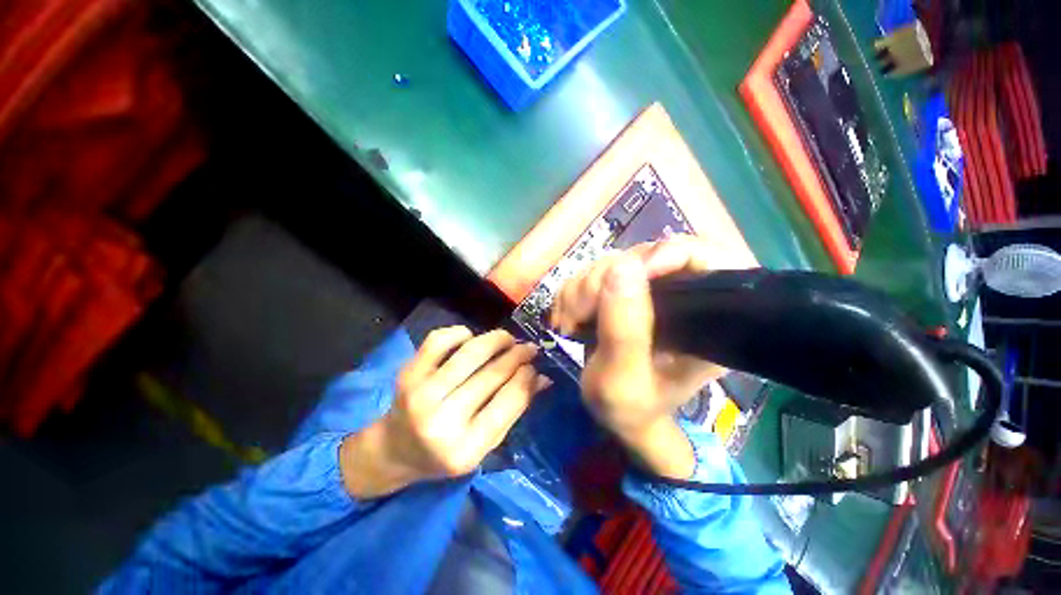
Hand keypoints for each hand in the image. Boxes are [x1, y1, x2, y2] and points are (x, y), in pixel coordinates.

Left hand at [340, 327, 549, 497]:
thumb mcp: (484, 444)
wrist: (394, 450)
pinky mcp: (408, 374)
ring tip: (508, 339)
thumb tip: (543, 379)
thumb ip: (514, 410)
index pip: (509, 401)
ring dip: (497, 339)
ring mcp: (422, 394)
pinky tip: (471, 339)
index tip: (535, 365)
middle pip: (493, 374)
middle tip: (529, 347)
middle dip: (518, 354)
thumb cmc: (445, 453)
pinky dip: (461, 333)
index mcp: (466, 449)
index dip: (527, 377)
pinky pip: (440, 340)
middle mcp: (442, 421)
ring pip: (471, 353)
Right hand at [549, 236, 725, 477]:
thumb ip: (625, 330)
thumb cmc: (630, 409)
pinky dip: (572, 293)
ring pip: (611, 262)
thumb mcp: (624, 381)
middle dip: (602, 280)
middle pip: (643, 256)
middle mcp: (678, 298)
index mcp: (703, 320)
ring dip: (581, 289)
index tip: (623, 274)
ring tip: (572, 322)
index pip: (702, 258)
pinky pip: (590, 274)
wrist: (614, 415)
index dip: (664, 254)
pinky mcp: (620, 293)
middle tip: (579, 314)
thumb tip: (623, 266)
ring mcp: (645, 292)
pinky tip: (568, 319)